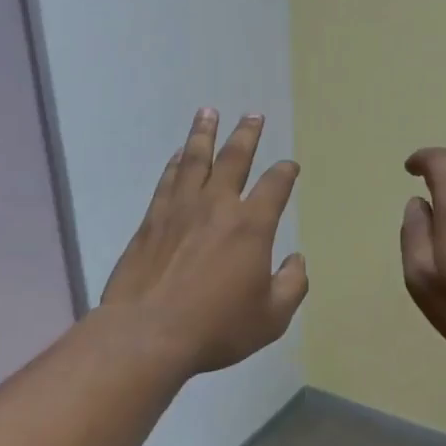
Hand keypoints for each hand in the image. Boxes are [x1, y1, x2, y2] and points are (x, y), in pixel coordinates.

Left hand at [101, 109, 307, 375]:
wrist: (148, 333)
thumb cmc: (217, 327)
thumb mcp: (271, 317)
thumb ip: (291, 285)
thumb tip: (296, 261)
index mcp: (251, 226)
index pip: (275, 187)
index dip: (285, 173)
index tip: (289, 166)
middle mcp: (216, 207)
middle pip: (234, 159)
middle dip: (246, 135)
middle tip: (253, 115)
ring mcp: (179, 210)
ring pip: (194, 160)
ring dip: (204, 134)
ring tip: (208, 112)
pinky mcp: (151, 221)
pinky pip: (167, 180)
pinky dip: (175, 163)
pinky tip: (177, 154)